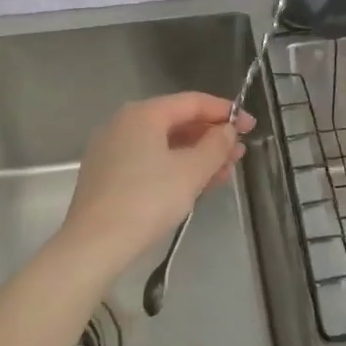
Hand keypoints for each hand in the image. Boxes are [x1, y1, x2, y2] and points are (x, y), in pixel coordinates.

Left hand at [60, 93, 254, 271]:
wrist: (95, 244)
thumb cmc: (148, 200)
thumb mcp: (191, 171)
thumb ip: (216, 145)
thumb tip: (227, 130)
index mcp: (143, 114)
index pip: (192, 102)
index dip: (225, 112)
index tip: (251, 126)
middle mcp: (124, 123)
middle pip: (177, 122)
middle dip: (211, 137)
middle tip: (240, 153)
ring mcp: (112, 149)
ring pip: (164, 144)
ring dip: (196, 155)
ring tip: (224, 172)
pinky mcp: (107, 175)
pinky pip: (149, 161)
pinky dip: (175, 167)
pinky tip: (195, 184)